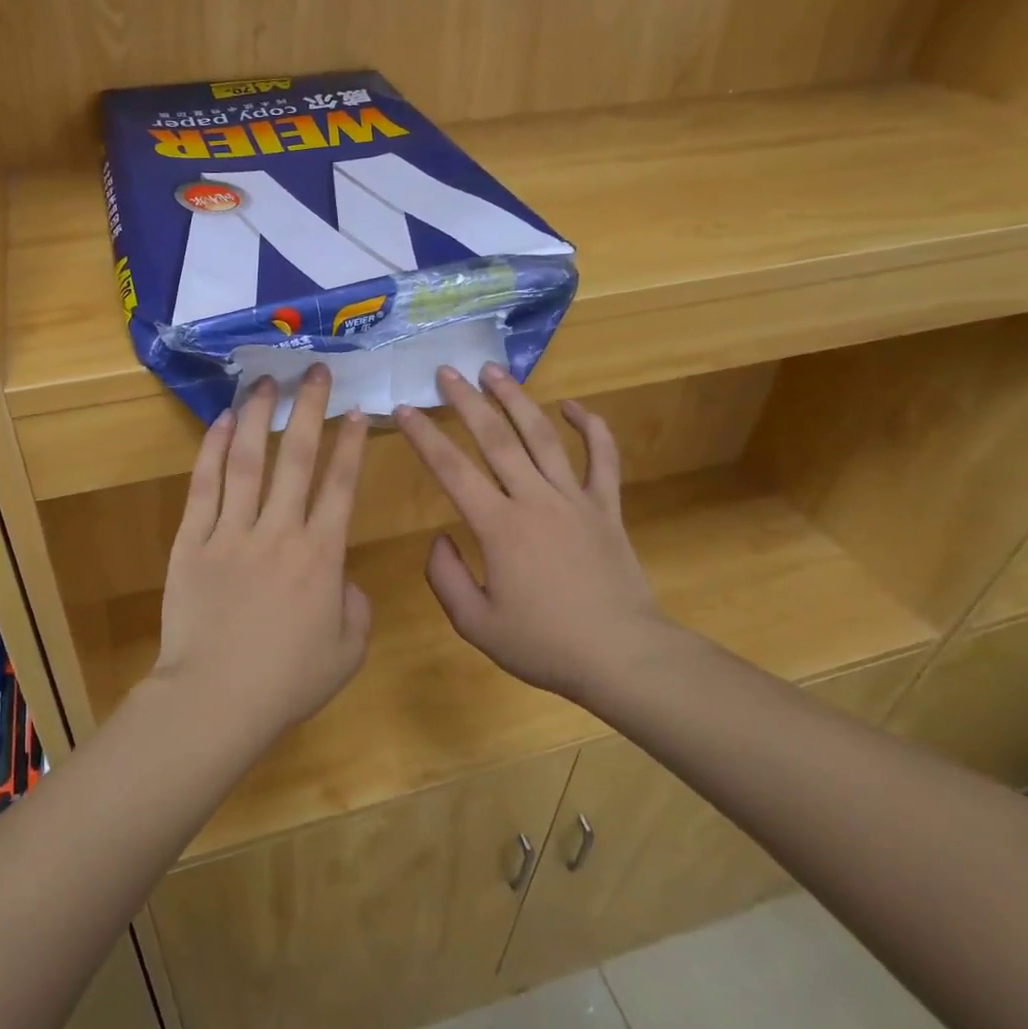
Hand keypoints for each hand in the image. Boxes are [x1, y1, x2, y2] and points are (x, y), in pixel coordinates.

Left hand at [154, 368, 371, 736]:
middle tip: (316, 371)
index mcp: (321, 555)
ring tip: (267, 381)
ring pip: (247, 460)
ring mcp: (231, 532)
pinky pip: (203, 486)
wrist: (214, 701)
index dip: (351, 444)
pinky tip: (223, 420)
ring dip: (260, 416)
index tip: (356, 410)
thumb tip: (341, 576)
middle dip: (310, 408)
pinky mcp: (192, 541)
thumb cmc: (286, 682)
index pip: (341, 485)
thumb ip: (356, 606)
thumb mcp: (346, 651)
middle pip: (297, 457)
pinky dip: (212, 449)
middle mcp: (279, 531)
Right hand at [395, 363, 689, 702]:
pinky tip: (573, 406)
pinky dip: (591, 427)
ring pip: (542, 436)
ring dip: (516, 399)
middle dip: (466, 401)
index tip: (404, 409)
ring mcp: (575, 499)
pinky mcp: (606, 507)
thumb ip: (445, 576)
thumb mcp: (476, 624)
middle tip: (446, 372)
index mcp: (499, 527)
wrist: (623, 658)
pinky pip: (602, 458)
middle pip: (496, 438)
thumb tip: (439, 538)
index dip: (424, 436)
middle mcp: (535, 500)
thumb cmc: (545, 644)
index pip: (451, 469)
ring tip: (493, 370)